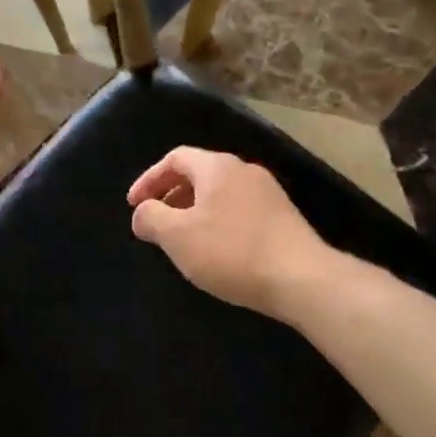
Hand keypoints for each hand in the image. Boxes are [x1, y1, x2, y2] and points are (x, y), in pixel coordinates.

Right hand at [127, 147, 332, 315]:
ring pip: (220, 193)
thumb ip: (151, 218)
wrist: (301, 278)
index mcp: (217, 166)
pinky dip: (217, 221)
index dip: (149, 179)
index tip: (133, 205)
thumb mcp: (177, 236)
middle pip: (199, 173)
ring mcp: (268, 192)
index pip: (175, 158)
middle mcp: (244, 170)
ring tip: (182, 239)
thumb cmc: (231, 252)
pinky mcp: (283, 216)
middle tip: (155, 222)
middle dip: (171, 195)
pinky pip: (238, 209)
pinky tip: (216, 250)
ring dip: (194, 210)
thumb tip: (142, 212)